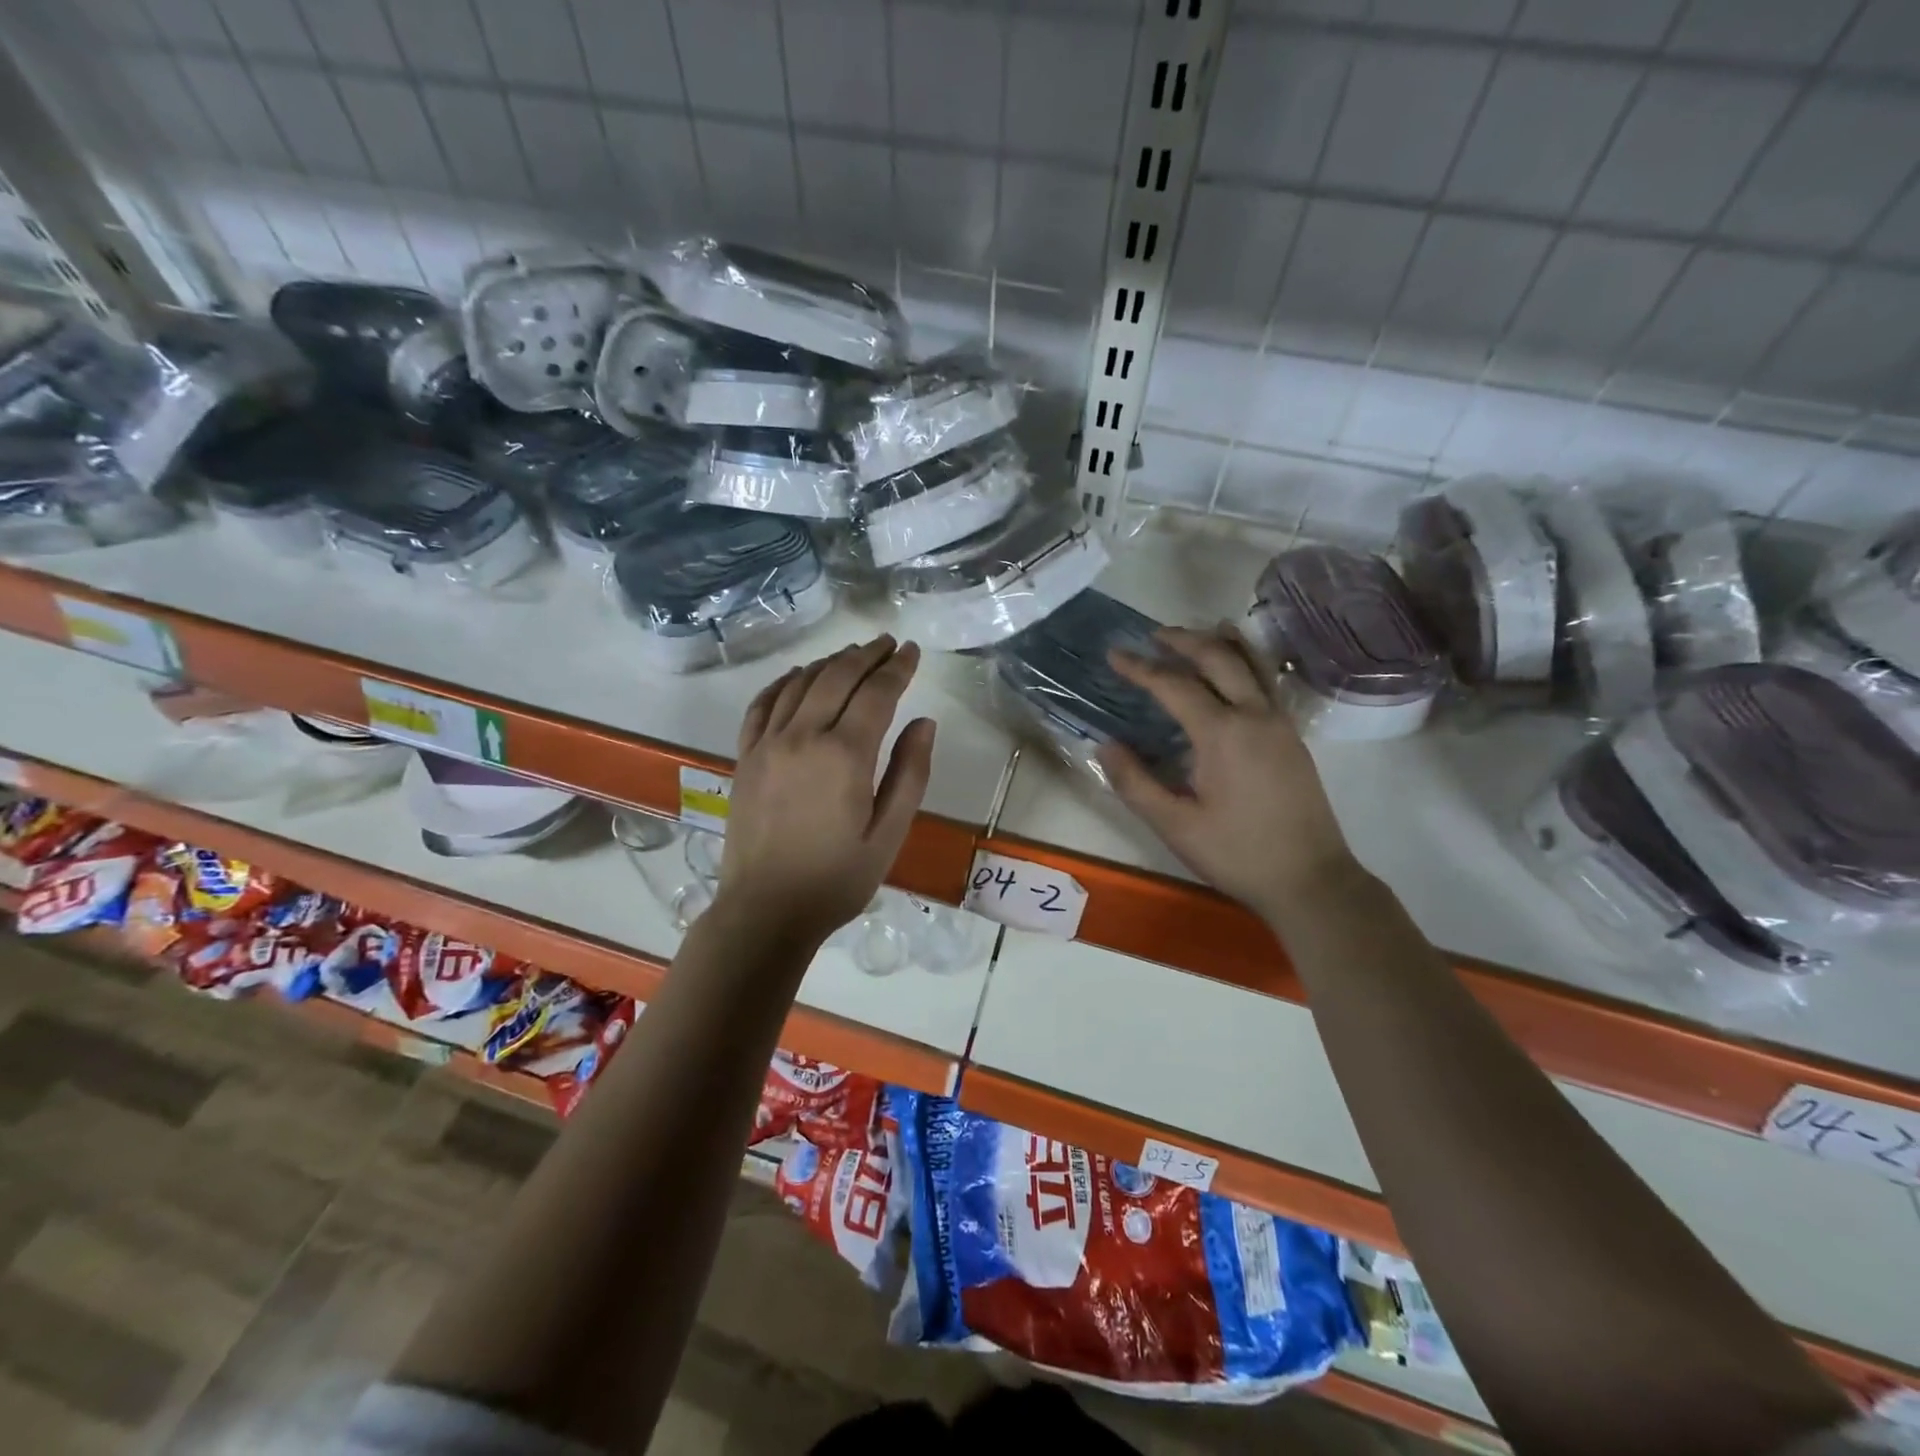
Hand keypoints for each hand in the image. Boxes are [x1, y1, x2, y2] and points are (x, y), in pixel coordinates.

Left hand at [715, 635, 935, 946]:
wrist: (765, 911)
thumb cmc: (837, 879)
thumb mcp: (889, 834)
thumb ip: (910, 774)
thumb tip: (924, 723)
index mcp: (845, 756)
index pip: (876, 693)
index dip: (897, 667)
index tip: (911, 651)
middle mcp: (803, 737)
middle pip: (837, 677)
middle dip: (866, 655)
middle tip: (887, 643)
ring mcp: (767, 744)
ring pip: (801, 683)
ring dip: (829, 663)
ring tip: (852, 654)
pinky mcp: (745, 757)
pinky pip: (762, 704)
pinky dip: (784, 682)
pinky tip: (798, 677)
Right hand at [1100, 623, 1355, 919]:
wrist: (1311, 879)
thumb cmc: (1237, 853)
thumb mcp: (1175, 825)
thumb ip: (1135, 782)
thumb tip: (1105, 745)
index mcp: (1222, 733)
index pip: (1174, 685)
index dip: (1140, 668)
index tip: (1114, 654)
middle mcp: (1255, 715)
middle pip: (1218, 659)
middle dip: (1184, 641)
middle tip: (1154, 634)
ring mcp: (1280, 723)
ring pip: (1252, 664)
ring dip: (1222, 643)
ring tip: (1202, 628)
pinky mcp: (1293, 737)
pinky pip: (1268, 682)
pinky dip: (1248, 661)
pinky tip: (1239, 667)